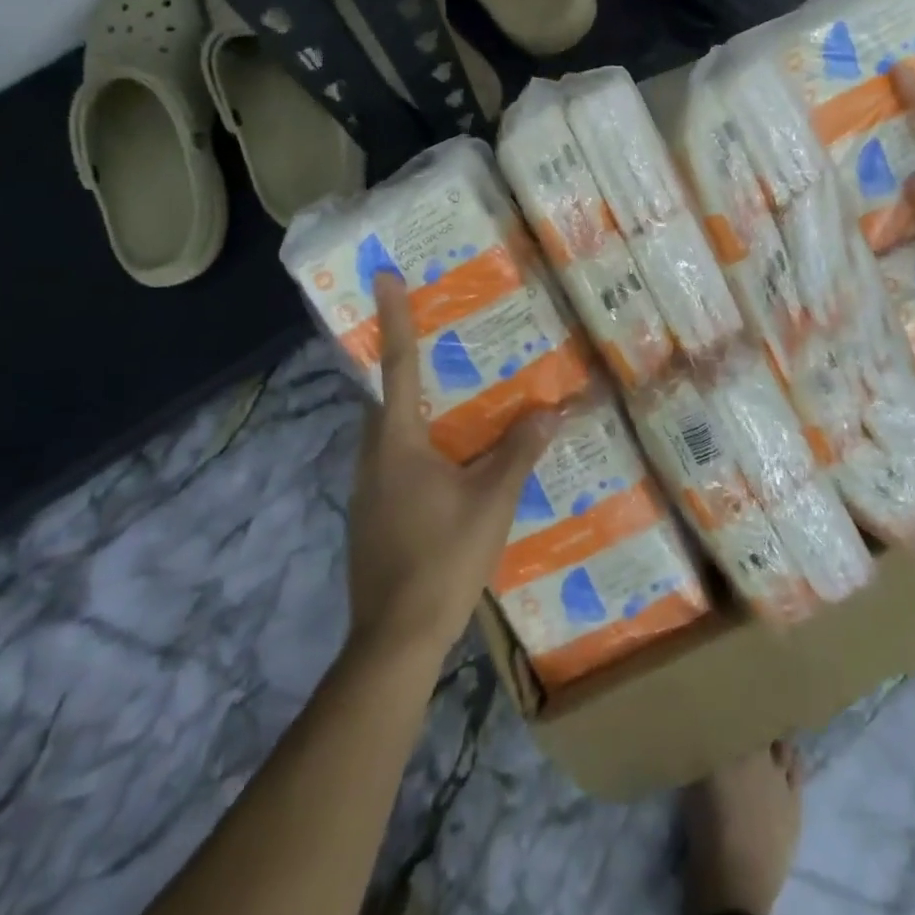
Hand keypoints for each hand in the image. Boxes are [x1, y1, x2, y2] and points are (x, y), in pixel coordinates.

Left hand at [346, 273, 559, 660]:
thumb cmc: (442, 558)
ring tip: (454, 404)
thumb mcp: (491, 501)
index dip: (393, 317)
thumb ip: (519, 452)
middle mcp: (371, 457)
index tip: (382, 275)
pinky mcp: (370, 517)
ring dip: (415, 412)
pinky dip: (417, 448)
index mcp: (396, 442)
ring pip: (388, 434)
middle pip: (387, 398)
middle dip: (408, 365)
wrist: (394, 639)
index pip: (396, 365)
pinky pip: (392, 463)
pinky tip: (448, 468)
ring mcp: (365, 490)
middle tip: (441, 344)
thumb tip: (549, 410)